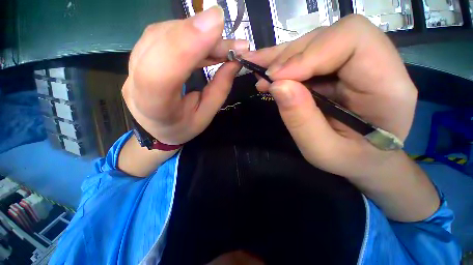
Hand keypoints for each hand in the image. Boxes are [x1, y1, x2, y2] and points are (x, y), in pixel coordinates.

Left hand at [122, 6, 247, 144]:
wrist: (155, 127)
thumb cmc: (181, 127)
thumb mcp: (205, 117)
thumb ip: (219, 90)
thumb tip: (234, 61)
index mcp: (154, 107)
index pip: (160, 72)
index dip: (185, 44)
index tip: (216, 23)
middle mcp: (135, 82)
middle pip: (161, 43)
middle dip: (200, 35)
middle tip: (233, 43)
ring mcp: (133, 65)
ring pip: (162, 33)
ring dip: (198, 33)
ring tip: (223, 45)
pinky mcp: (140, 54)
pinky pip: (164, 34)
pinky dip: (190, 34)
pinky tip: (208, 42)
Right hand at [244, 15, 417, 179]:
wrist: (366, 157)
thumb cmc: (351, 159)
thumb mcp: (322, 151)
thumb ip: (301, 120)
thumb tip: (277, 85)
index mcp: (388, 86)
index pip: (353, 39)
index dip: (309, 54)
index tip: (278, 79)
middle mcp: (377, 63)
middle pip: (330, 36)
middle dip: (290, 57)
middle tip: (265, 79)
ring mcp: (356, 62)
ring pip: (315, 42)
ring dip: (282, 58)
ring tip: (260, 73)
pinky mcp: (338, 67)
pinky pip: (309, 54)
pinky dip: (284, 62)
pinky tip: (267, 70)